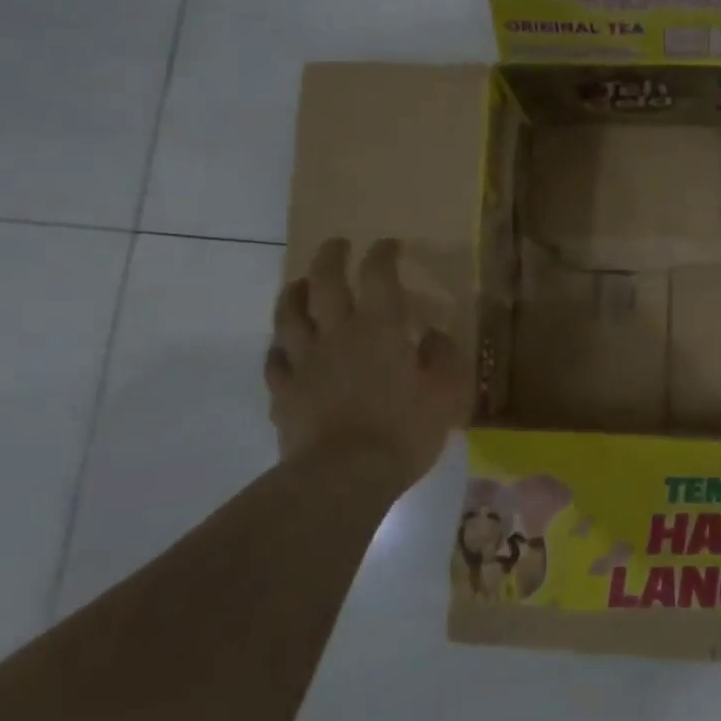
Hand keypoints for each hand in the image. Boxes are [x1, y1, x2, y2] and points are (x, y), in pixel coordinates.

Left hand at [265, 237, 472, 485]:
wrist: (345, 476)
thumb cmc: (404, 431)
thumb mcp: (446, 394)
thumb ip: (443, 358)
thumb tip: (433, 335)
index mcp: (380, 329)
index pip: (378, 276)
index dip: (382, 254)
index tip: (388, 245)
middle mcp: (337, 334)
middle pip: (324, 282)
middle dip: (331, 257)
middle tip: (337, 245)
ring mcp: (304, 362)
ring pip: (289, 314)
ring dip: (295, 292)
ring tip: (300, 284)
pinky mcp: (283, 392)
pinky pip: (274, 359)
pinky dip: (279, 346)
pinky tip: (283, 347)